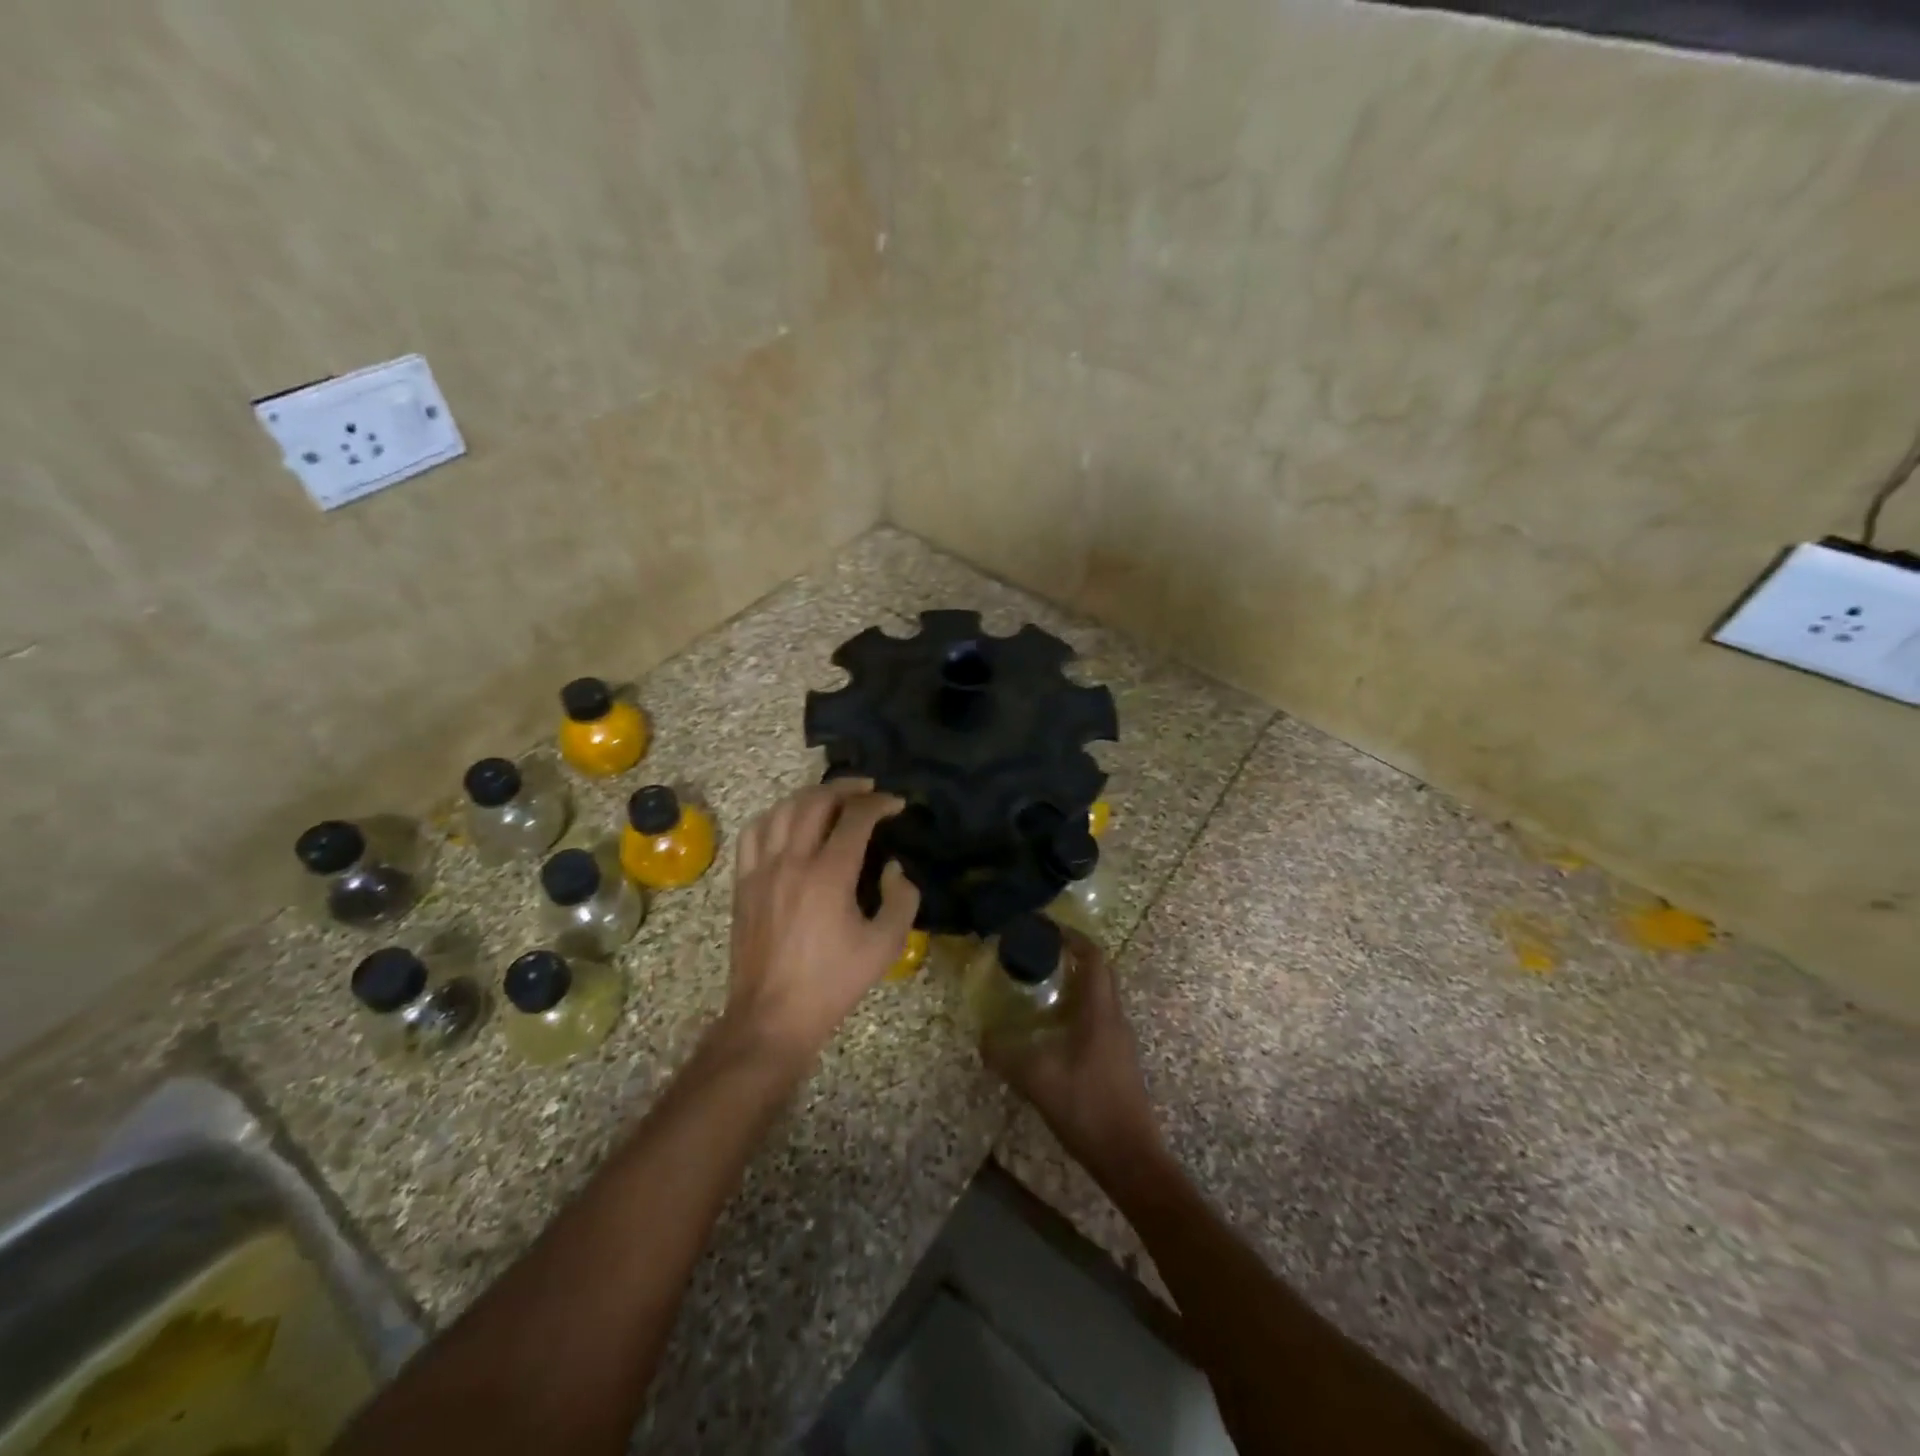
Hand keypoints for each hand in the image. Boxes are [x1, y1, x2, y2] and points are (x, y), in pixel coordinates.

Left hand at [723, 778, 919, 1069]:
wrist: (772, 1015)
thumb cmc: (833, 982)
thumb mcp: (885, 946)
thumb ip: (901, 899)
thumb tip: (894, 869)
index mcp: (829, 874)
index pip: (856, 817)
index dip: (880, 803)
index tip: (896, 804)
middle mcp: (792, 860)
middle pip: (816, 801)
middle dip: (846, 788)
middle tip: (868, 790)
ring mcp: (762, 869)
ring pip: (782, 810)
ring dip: (811, 796)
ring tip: (831, 799)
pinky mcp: (743, 882)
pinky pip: (753, 833)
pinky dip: (774, 816)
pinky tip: (787, 821)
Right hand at [980, 928, 1164, 1184]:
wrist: (1130, 1158)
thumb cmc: (1087, 1108)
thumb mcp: (1038, 1080)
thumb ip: (1006, 1056)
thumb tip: (983, 1038)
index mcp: (1100, 1012)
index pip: (1094, 957)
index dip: (1072, 937)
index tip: (1045, 928)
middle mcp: (1115, 1018)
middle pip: (1099, 972)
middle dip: (1071, 956)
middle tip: (1038, 953)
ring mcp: (1120, 1040)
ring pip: (1100, 996)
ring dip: (1075, 983)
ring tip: (1040, 984)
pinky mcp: (1118, 1059)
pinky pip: (1098, 1017)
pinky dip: (1077, 1008)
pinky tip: (1053, 1026)